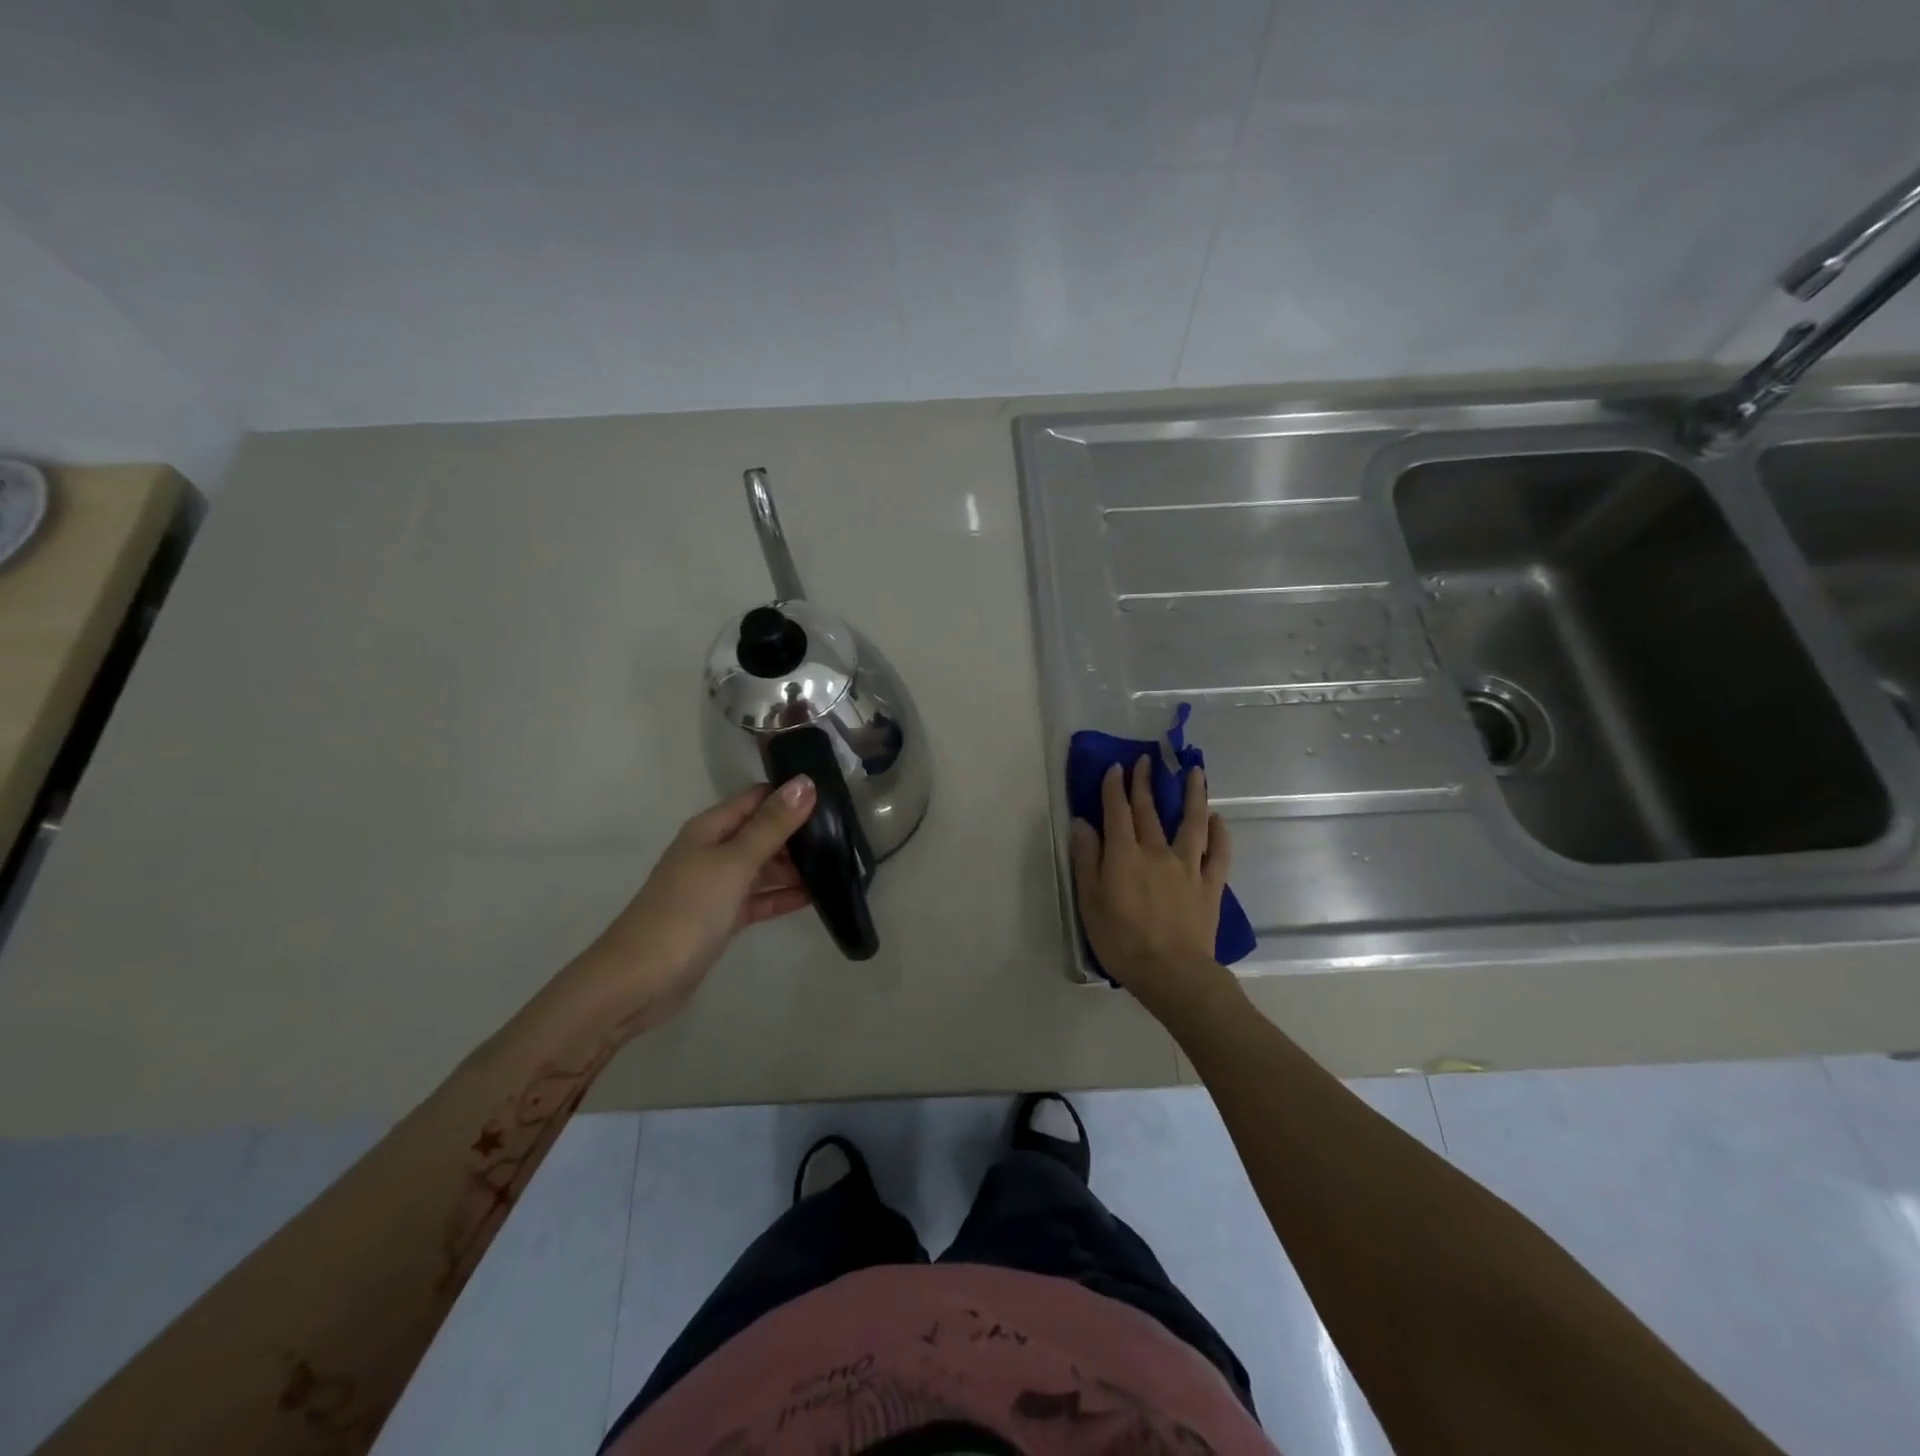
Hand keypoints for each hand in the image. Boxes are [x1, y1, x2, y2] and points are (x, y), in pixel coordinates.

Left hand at [574, 778, 817, 1032]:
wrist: (641, 979)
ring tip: (842, 863)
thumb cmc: (687, 911)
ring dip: (797, 865)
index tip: (835, 795)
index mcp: (711, 828)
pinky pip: (762, 897)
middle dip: (800, 831)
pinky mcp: (724, 917)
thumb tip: (805, 782)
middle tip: (847, 833)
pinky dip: (785, 895)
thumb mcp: (734, 863)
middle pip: (763, 831)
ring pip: (765, 866)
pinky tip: (819, 896)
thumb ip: (771, 826)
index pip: (758, 798)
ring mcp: (718, 885)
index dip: (792, 793)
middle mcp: (714, 850)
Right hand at [1070, 759, 1238, 1026]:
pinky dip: (1220, 833)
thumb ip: (1086, 859)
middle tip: (1146, 761)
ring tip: (1196, 772)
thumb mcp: (1090, 901)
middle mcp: (1157, 851)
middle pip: (1149, 810)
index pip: (1117, 811)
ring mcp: (1188, 866)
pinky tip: (1218, 819)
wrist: (1171, 972)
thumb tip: (1082, 823)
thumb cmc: (1121, 940)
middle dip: (1145, 782)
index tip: (1115, 767)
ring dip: (1193, 794)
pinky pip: (1218, 853)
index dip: (1114, 787)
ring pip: (1192, 822)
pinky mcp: (1210, 884)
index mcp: (1124, 854)